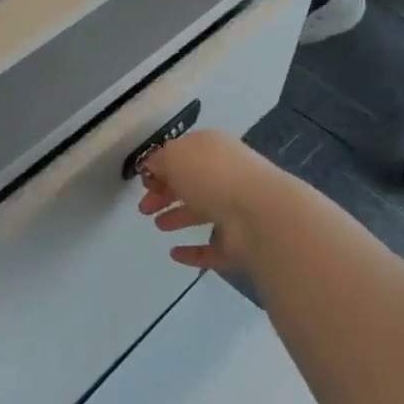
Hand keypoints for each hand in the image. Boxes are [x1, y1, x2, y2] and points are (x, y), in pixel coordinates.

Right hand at [137, 129, 288, 271]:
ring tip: (158, 226)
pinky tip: (175, 254)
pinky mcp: (241, 243)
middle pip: (191, 184)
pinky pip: (213, 247)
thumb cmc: (212, 176)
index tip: (143, 183)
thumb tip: (153, 167)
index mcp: (213, 149)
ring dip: (179, 217)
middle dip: (165, 194)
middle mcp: (227, 175)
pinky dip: (194, 251)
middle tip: (144, 208)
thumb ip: (159, 160)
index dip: (161, 167)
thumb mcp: (174, 156)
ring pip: (203, 212)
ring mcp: (237, 210)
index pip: (184, 155)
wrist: (260, 215)